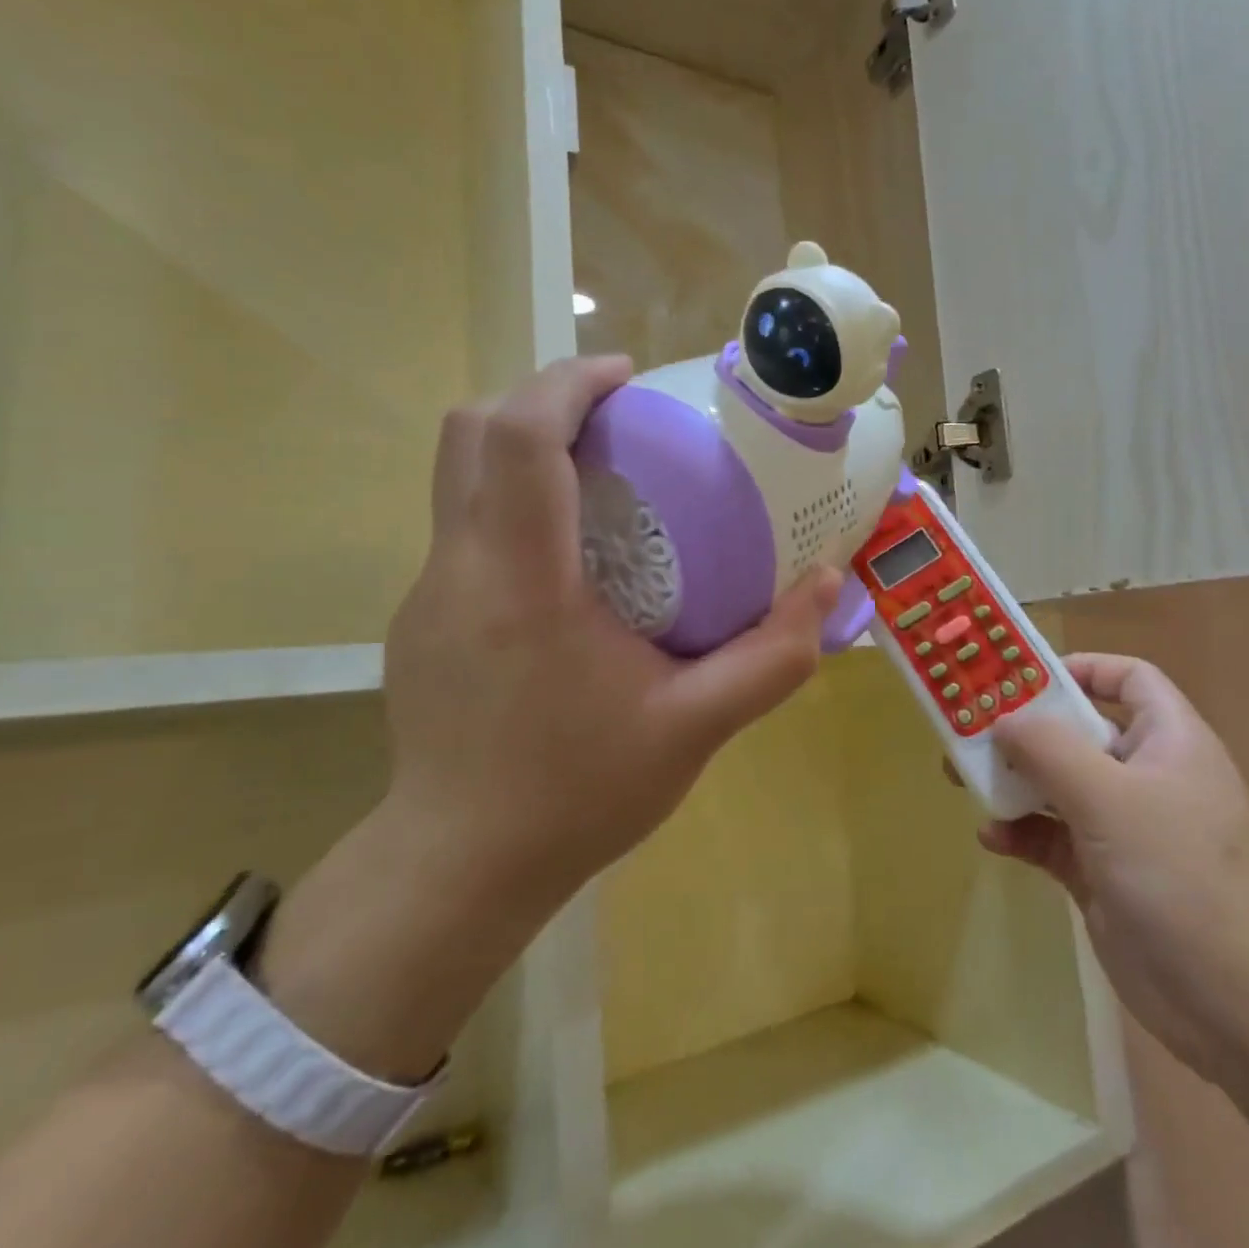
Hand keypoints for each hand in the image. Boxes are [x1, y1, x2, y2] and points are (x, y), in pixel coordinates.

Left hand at [382, 356, 842, 923]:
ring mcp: (428, 593)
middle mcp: (459, 569)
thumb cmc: (577, 794)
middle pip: (469, 432)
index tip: (627, 377)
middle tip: (617, 419)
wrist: (460, 869)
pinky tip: (571, 560)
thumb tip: (827, 581)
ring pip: (458, 476)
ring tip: (602, 476)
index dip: (569, 383)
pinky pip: (464, 527)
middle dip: (540, 397)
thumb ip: (773, 656)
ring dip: (524, 448)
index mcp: (522, 582)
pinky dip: (514, 504)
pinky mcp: (421, 619)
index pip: (521, 438)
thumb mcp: (696, 728)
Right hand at [989, 655, 1248, 1088]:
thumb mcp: (1109, 799)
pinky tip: (993, 840)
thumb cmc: (1182, 877)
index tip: (1020, 678)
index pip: (1127, 678)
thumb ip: (1049, 749)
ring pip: (1059, 786)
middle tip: (968, 728)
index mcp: (1168, 740)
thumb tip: (1003, 718)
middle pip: (1080, 731)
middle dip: (1024, 729)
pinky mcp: (1105, 876)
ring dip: (1014, 782)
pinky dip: (1023, 833)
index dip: (1079, 668)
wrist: (1244, 1009)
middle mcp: (1148, 776)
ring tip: (962, 779)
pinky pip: (1053, 838)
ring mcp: (1125, 829)